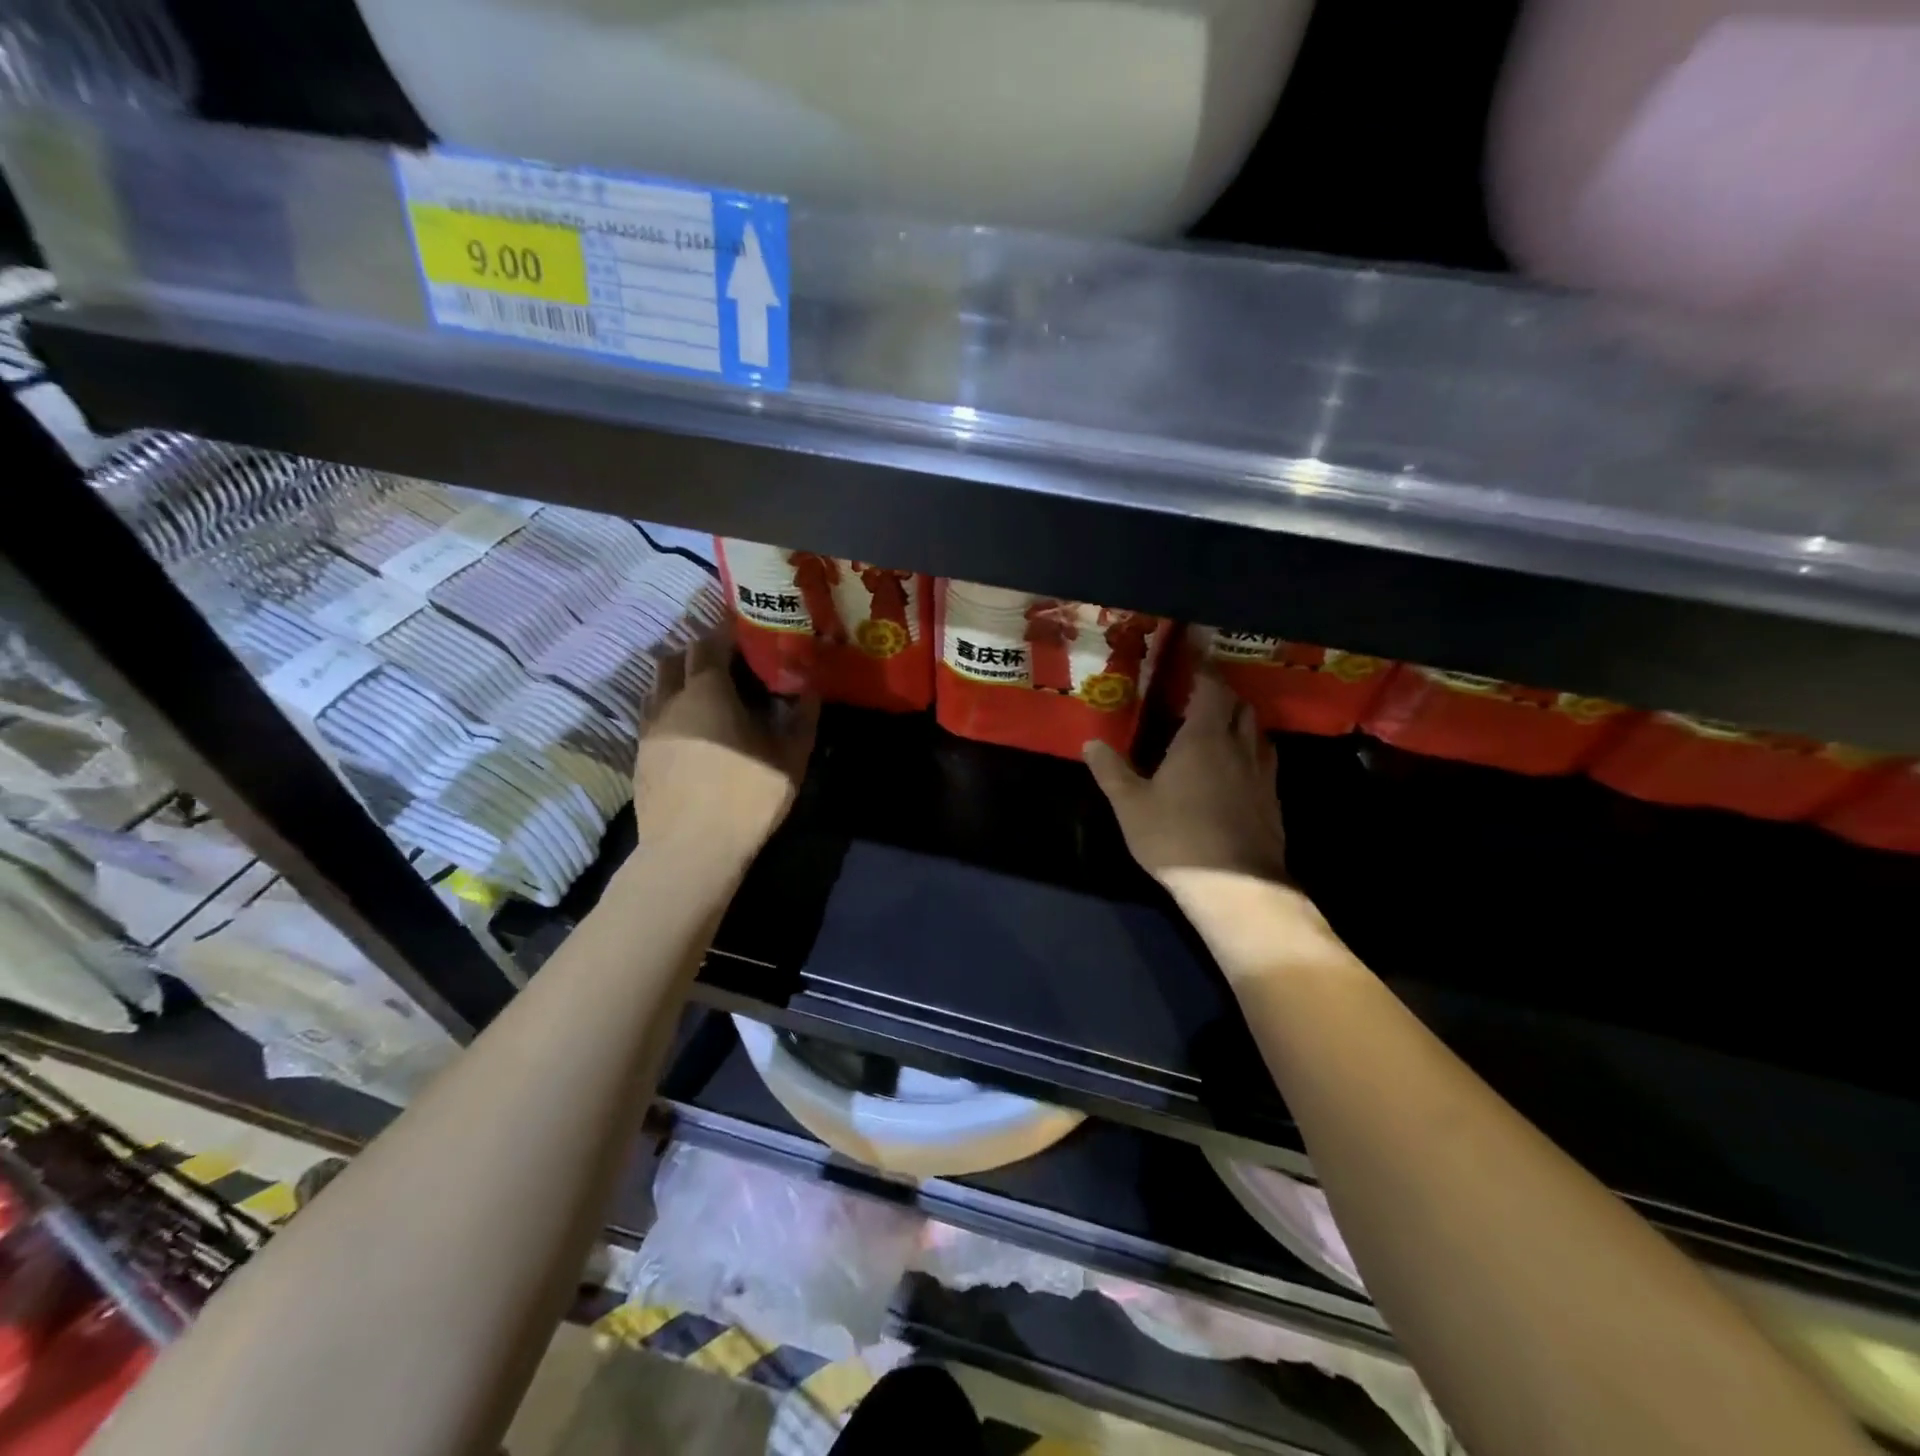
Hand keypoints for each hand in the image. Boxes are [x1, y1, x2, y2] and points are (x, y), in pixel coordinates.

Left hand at [632, 627, 818, 864]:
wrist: (691, 849)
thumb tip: (811, 689)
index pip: (711, 642)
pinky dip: (669, 703)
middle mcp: (670, 698)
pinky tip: (690, 723)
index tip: (748, 631)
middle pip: (678, 656)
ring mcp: (649, 726)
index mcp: (707, 689)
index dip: (728, 631)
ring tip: (707, 689)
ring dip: (680, 674)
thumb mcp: (790, 757)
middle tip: (731, 661)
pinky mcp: (640, 753)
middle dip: (702, 650)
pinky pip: (651, 711)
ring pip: (658, 682)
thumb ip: (802, 717)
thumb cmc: (746, 796)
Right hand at [1087, 675, 1337, 983]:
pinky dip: (1250, 751)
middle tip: (1200, 692)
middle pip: (1240, 705)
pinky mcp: (1272, 801)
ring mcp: (1262, 774)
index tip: (1194, 652)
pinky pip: (1264, 761)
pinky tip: (1235, 769)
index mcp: (1204, 738)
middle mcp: (1239, 747)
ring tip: (1219, 726)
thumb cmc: (1176, 838)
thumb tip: (1091, 743)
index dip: (1204, 667)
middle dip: (1222, 692)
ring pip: (1257, 732)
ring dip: (1240, 721)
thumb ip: (1111, 771)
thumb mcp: (1131, 805)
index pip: (1211, 688)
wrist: (1235, 886)